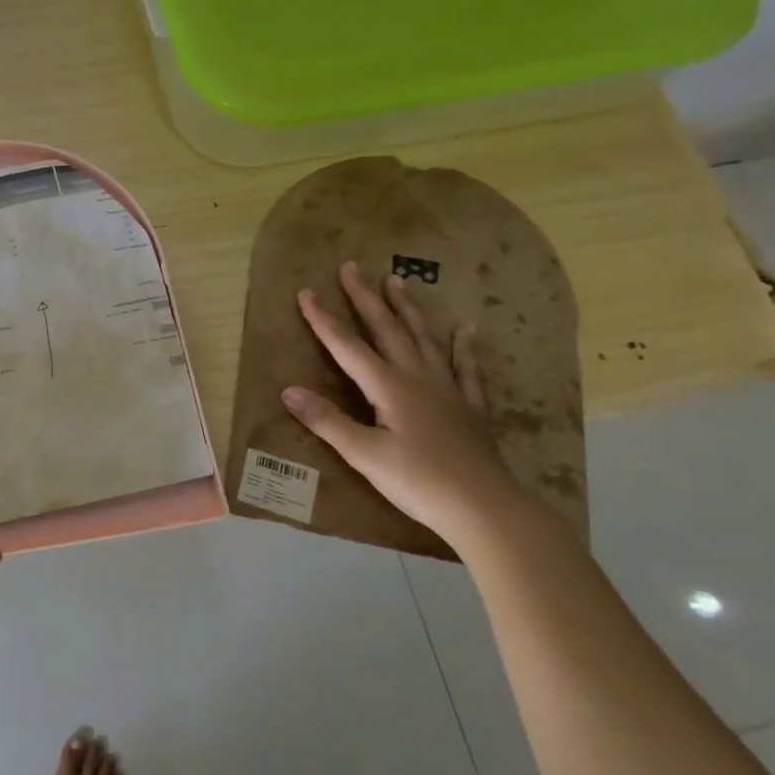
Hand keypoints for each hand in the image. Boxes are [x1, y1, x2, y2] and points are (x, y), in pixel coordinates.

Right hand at [282, 261, 525, 542]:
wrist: (485, 507)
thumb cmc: (418, 482)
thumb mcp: (364, 455)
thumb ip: (327, 421)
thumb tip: (288, 390)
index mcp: (388, 387)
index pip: (347, 346)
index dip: (323, 320)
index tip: (305, 292)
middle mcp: (417, 377)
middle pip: (387, 329)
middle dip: (365, 298)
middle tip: (352, 267)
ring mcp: (447, 389)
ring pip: (423, 338)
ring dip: (407, 309)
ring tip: (397, 280)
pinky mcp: (469, 407)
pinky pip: (465, 368)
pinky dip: (462, 347)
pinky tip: (465, 330)